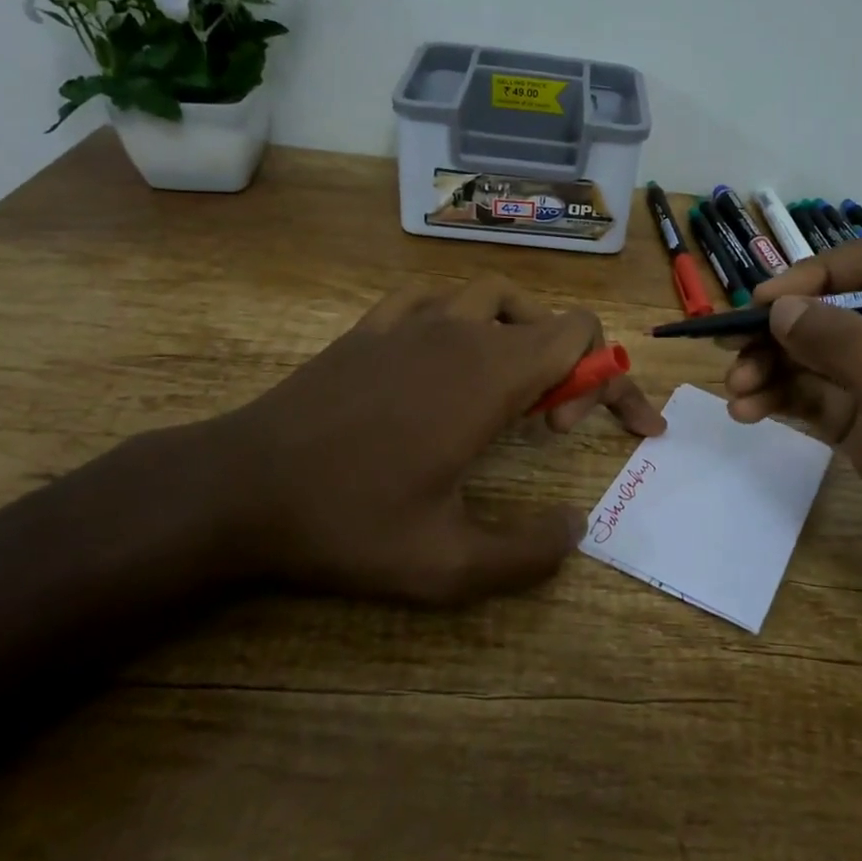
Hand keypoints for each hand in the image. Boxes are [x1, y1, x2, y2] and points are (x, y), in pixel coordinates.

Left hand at [201, 276, 664, 605]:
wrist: (241, 487)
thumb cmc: (348, 523)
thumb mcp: (446, 565)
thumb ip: (527, 553)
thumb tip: (577, 528)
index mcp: (490, 375)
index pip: (583, 338)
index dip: (615, 378)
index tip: (620, 429)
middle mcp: (460, 332)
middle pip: (547, 316)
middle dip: (573, 366)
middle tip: (550, 426)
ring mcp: (412, 321)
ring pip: (493, 295)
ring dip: (521, 331)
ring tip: (510, 383)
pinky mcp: (372, 326)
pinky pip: (435, 296)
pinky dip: (461, 315)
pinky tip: (446, 353)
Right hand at [723, 239, 861, 657]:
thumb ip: (848, 351)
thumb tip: (781, 306)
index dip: (820, 275)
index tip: (767, 301)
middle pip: (840, 312)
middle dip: (785, 331)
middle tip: (731, 350)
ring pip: (822, 356)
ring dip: (775, 367)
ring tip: (735, 393)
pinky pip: (819, 397)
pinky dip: (783, 399)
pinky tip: (749, 413)